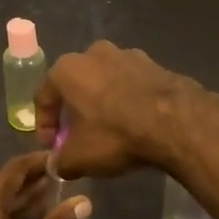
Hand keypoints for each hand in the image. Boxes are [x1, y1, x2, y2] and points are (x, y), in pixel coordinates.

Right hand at [34, 41, 199, 177]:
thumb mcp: (78, 158)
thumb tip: (57, 164)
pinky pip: (131, 85)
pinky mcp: (155, 64)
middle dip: (73, 111)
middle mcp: (94, 53)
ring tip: (109, 130)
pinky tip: (134, 123)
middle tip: (78, 136)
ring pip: (104, 82)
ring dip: (101, 103)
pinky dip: (127, 101)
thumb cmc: (115, 134)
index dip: (44, 126)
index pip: (43, 98)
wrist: (175, 121)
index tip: (52, 147)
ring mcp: (128, 55)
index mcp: (67, 69)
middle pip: (75, 85)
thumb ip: (59, 161)